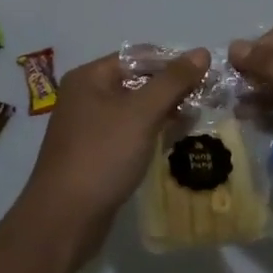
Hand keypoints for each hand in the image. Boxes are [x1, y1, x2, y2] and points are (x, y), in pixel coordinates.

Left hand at [19, 48, 210, 265]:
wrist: (65, 219)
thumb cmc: (102, 155)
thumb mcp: (142, 113)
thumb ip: (173, 81)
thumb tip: (202, 52)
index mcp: (90, 77)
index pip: (138, 56)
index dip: (172, 61)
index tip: (206, 72)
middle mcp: (86, 96)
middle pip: (137, 80)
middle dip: (172, 87)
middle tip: (207, 96)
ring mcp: (89, 126)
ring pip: (135, 108)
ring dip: (165, 110)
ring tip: (196, 117)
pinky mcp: (96, 153)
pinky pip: (129, 131)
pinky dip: (151, 131)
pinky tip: (174, 139)